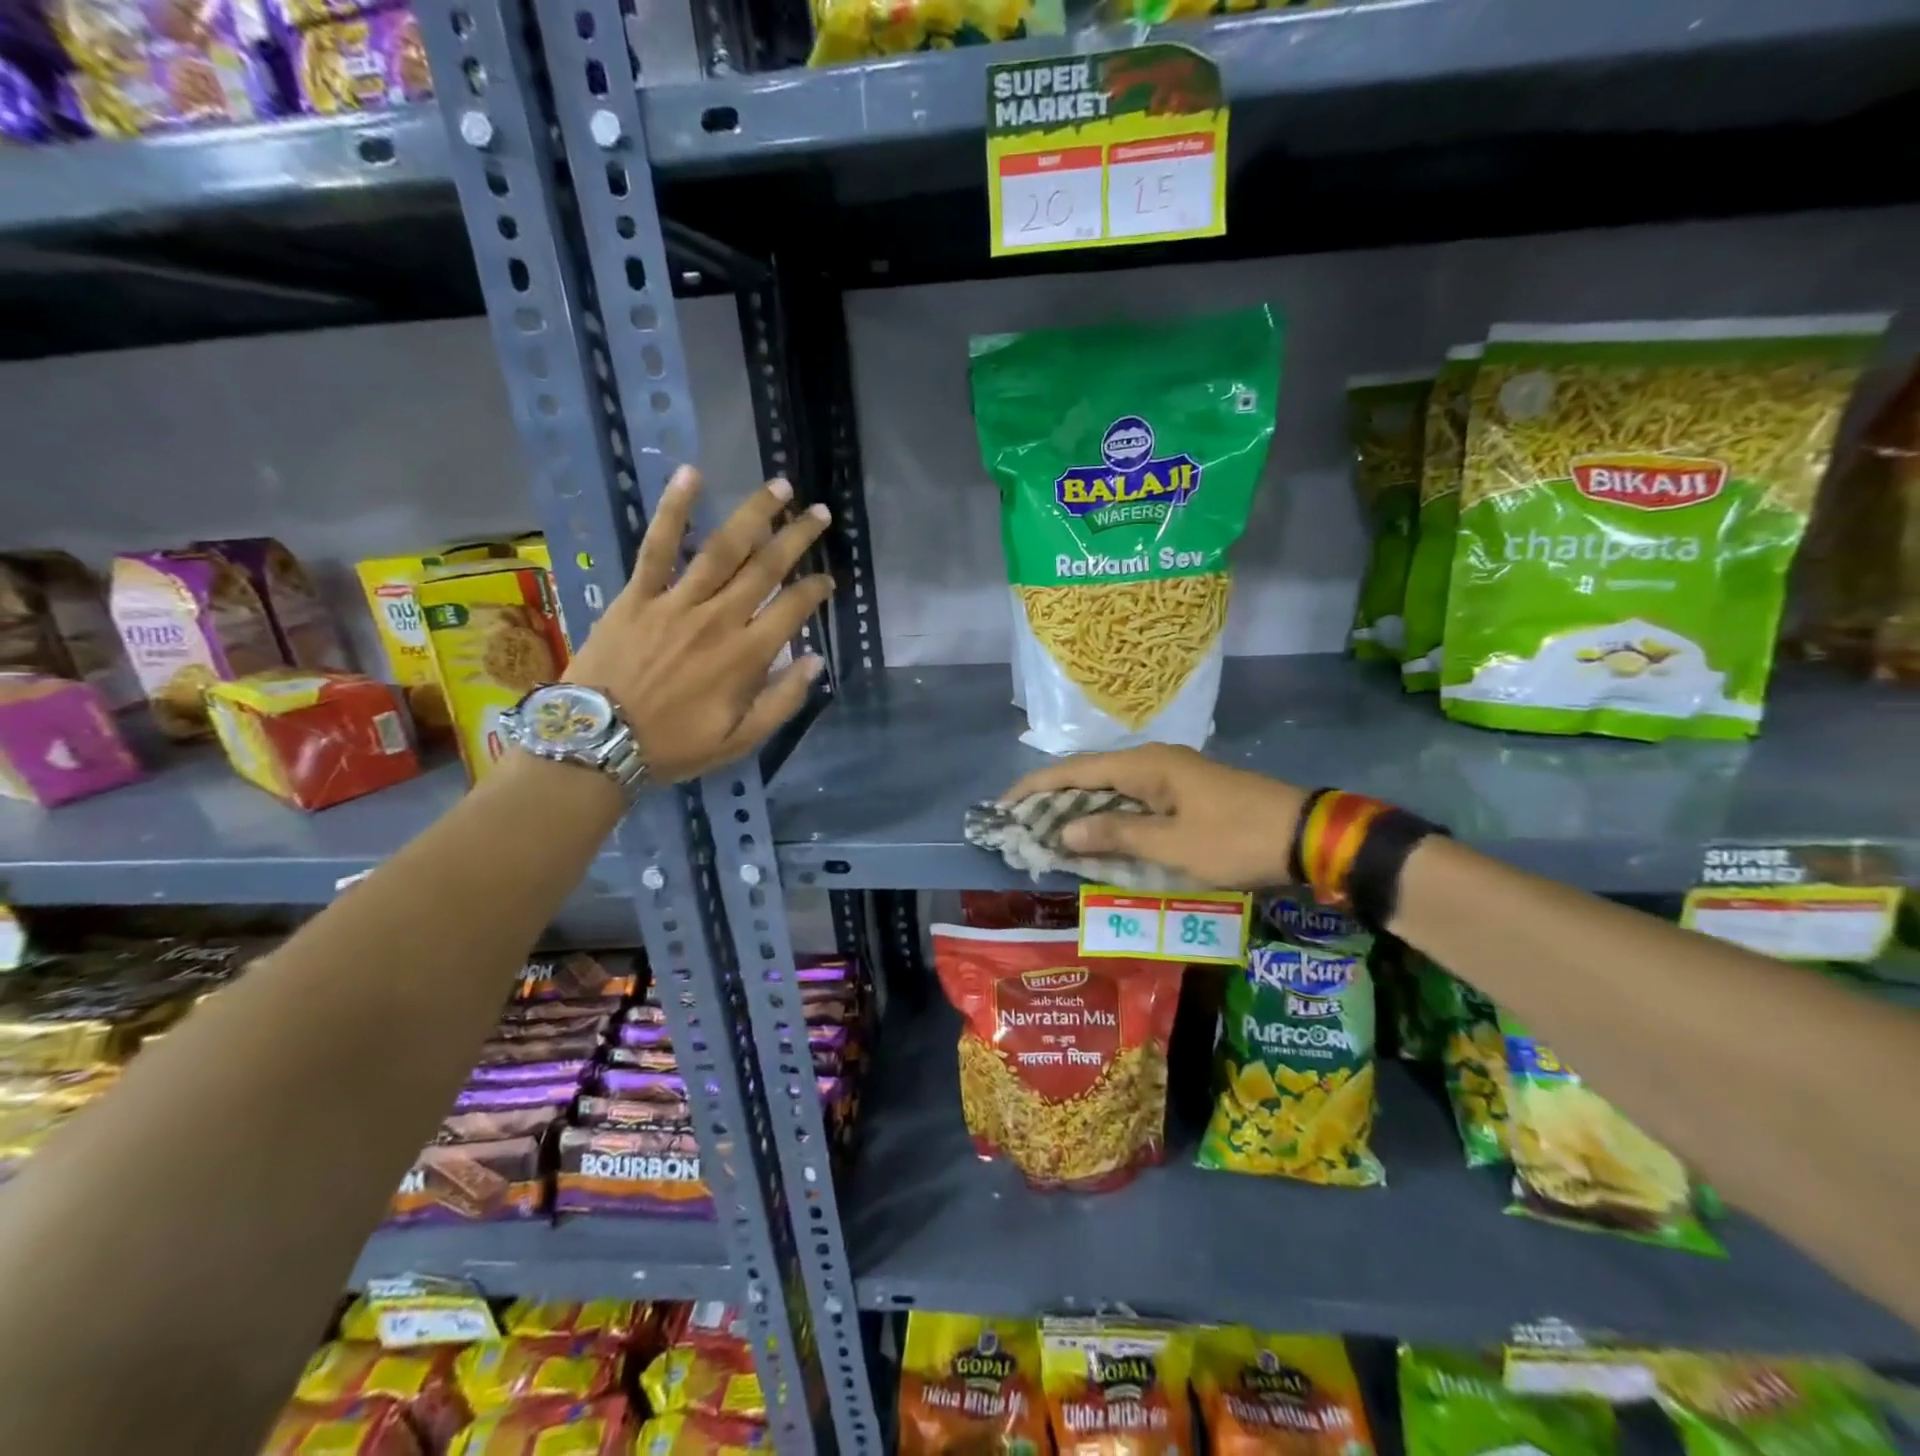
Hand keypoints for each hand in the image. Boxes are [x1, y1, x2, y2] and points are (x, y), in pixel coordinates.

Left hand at [562, 467, 833, 782]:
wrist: (598, 741)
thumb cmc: (673, 745)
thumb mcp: (739, 741)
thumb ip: (782, 701)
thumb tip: (814, 661)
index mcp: (746, 656)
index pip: (793, 610)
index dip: (816, 590)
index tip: (828, 579)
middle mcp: (719, 619)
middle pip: (766, 568)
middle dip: (798, 537)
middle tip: (820, 512)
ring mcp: (676, 602)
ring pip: (723, 548)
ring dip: (755, 514)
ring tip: (779, 487)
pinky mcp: (638, 594)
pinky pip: (658, 546)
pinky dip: (675, 510)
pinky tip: (691, 475)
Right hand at [1002, 744, 1306, 889]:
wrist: (1305, 834)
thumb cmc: (1235, 839)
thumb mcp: (1172, 846)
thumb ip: (1115, 835)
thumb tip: (1064, 831)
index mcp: (1145, 765)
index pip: (1074, 770)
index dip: (1035, 788)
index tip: (1003, 806)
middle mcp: (1152, 761)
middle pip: (1088, 774)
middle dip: (1051, 798)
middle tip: (1020, 824)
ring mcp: (1170, 774)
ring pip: (1109, 787)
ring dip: (1078, 807)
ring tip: (1047, 830)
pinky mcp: (1183, 790)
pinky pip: (1131, 798)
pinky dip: (1106, 814)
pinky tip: (1095, 833)